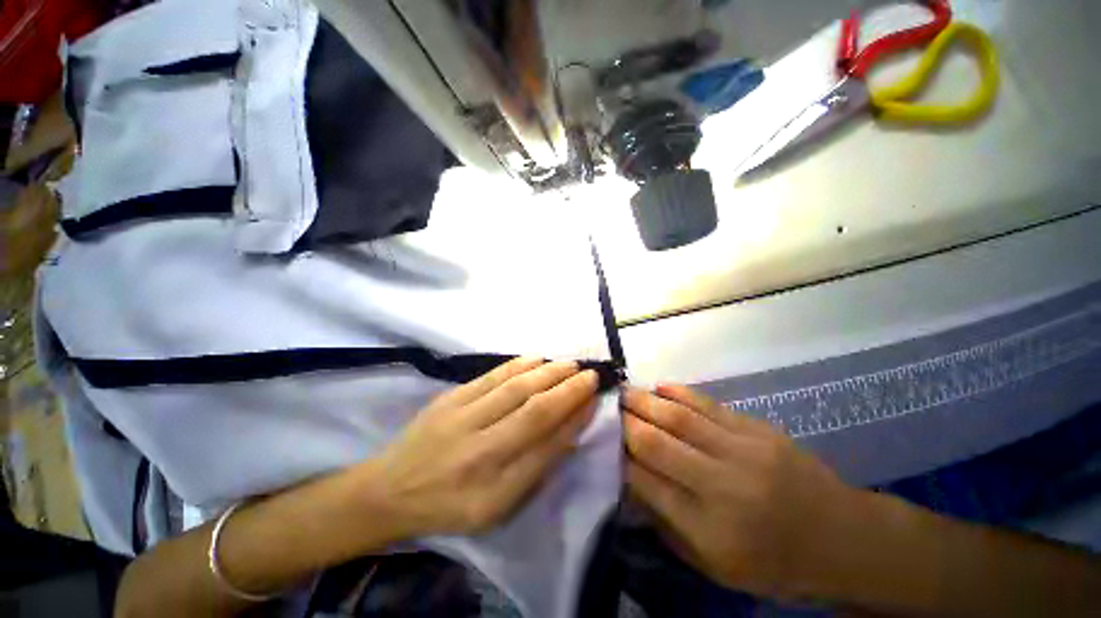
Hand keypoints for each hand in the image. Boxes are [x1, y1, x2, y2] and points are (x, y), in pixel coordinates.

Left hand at [372, 357, 598, 537]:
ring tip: (570, 364)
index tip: (594, 400)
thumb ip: (535, 469)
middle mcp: (480, 450)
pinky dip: (519, 364)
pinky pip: (492, 376)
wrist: (391, 489)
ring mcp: (462, 417)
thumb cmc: (451, 505)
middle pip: (534, 411)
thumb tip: (567, 429)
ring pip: (515, 388)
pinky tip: (538, 358)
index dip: (574, 419)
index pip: (547, 446)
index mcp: (494, 488)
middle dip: (568, 389)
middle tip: (590, 374)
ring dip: (548, 373)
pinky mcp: (451, 397)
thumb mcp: (497, 508)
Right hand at [623, 385, 861, 600]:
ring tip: (624, 391)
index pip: (646, 482)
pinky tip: (660, 386)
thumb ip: (668, 524)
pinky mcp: (758, 430)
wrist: (842, 539)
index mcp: (709, 529)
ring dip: (645, 400)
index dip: (619, 458)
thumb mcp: (716, 566)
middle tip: (606, 407)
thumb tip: (632, 484)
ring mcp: (743, 451)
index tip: (602, 442)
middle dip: (625, 421)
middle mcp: (722, 485)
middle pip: (657, 443)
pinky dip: (680, 392)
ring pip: (679, 417)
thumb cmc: (775, 564)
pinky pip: (710, 405)